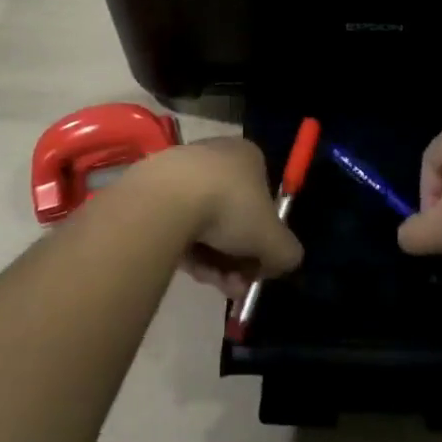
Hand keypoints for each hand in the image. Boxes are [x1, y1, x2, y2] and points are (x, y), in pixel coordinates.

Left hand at [135, 137, 302, 300]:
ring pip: (206, 225)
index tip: (259, 268)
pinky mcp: (155, 190)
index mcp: (249, 156)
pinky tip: (191, 270)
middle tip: (236, 286)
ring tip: (213, 283)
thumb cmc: (230, 207)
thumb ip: (287, 252)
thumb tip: (284, 261)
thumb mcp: (273, 239)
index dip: (265, 238)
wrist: (167, 199)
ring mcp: (184, 172)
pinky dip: (188, 250)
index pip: (264, 199)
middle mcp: (218, 157)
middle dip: (238, 258)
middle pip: (234, 217)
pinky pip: (179, 225)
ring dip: (215, 261)